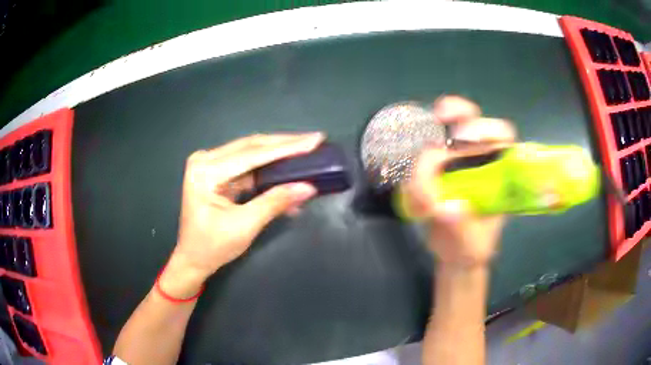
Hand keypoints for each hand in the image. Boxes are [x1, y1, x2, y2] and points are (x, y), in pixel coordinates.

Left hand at [160, 133, 324, 297]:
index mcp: (206, 171)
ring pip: (252, 153)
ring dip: (279, 153)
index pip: (252, 154)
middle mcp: (206, 160)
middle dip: (285, 144)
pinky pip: (249, 165)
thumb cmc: (212, 246)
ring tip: (306, 150)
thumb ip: (275, 202)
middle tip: (314, 140)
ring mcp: (211, 165)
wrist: (193, 259)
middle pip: (252, 146)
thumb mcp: (245, 226)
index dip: (286, 147)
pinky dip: (269, 169)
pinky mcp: (219, 173)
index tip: (314, 139)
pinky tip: (289, 168)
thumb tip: (308, 187)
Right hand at [404, 96, 515, 266]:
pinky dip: (411, 173)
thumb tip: (447, 208)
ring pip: (443, 133)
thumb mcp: (472, 245)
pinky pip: (419, 159)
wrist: (453, 255)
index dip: (486, 129)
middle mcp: (478, 160)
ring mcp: (454, 163)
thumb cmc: (471, 248)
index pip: (501, 136)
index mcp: (499, 171)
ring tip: (419, 183)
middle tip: (440, 117)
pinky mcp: (433, 171)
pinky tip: (412, 197)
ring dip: (428, 141)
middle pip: (472, 120)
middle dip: (458, 112)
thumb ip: (462, 228)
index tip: (464, 138)